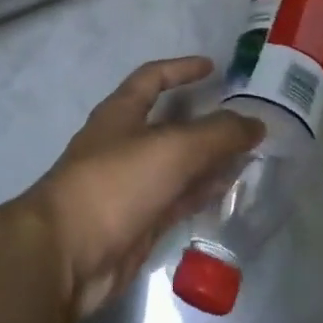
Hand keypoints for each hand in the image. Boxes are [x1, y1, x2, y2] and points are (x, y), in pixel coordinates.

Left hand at [19, 57, 263, 320]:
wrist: (67, 255)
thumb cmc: (115, 184)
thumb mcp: (172, 148)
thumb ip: (218, 134)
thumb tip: (256, 123)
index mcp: (120, 113)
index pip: (152, 78)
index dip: (181, 69)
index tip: (213, 67)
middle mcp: (124, 144)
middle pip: (169, 124)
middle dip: (205, 120)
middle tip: (245, 121)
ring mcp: (130, 185)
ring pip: (177, 165)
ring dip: (209, 159)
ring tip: (248, 156)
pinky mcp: (138, 222)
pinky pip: (176, 199)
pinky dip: (201, 192)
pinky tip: (228, 191)